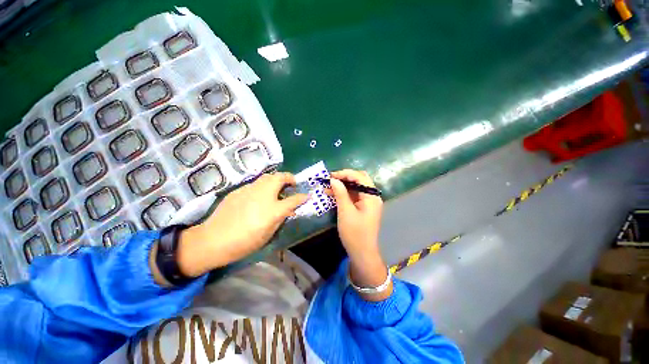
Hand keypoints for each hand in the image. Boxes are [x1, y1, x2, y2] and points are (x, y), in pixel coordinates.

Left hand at [175, 172, 307, 277]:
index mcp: (274, 209)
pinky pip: (255, 184)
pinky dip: (262, 187)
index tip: (307, 195)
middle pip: (280, 177)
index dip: (303, 197)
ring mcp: (250, 189)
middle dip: (289, 178)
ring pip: (267, 177)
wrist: (213, 240)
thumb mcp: (269, 233)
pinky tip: (258, 196)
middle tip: (292, 184)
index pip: (294, 199)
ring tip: (276, 188)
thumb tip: (289, 210)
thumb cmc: (245, 242)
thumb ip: (281, 218)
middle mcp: (264, 194)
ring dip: (276, 180)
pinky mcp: (239, 190)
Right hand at [329, 169, 390, 300]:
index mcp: (372, 197)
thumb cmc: (354, 233)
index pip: (360, 177)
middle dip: (345, 177)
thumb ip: (340, 193)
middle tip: (330, 179)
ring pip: (356, 187)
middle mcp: (372, 197)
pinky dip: (344, 193)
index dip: (345, 173)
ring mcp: (368, 202)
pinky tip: (333, 194)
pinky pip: (354, 196)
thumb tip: (333, 179)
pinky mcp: (363, 208)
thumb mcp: (345, 212)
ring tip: (328, 186)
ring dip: (343, 185)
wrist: (362, 253)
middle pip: (359, 180)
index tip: (331, 176)